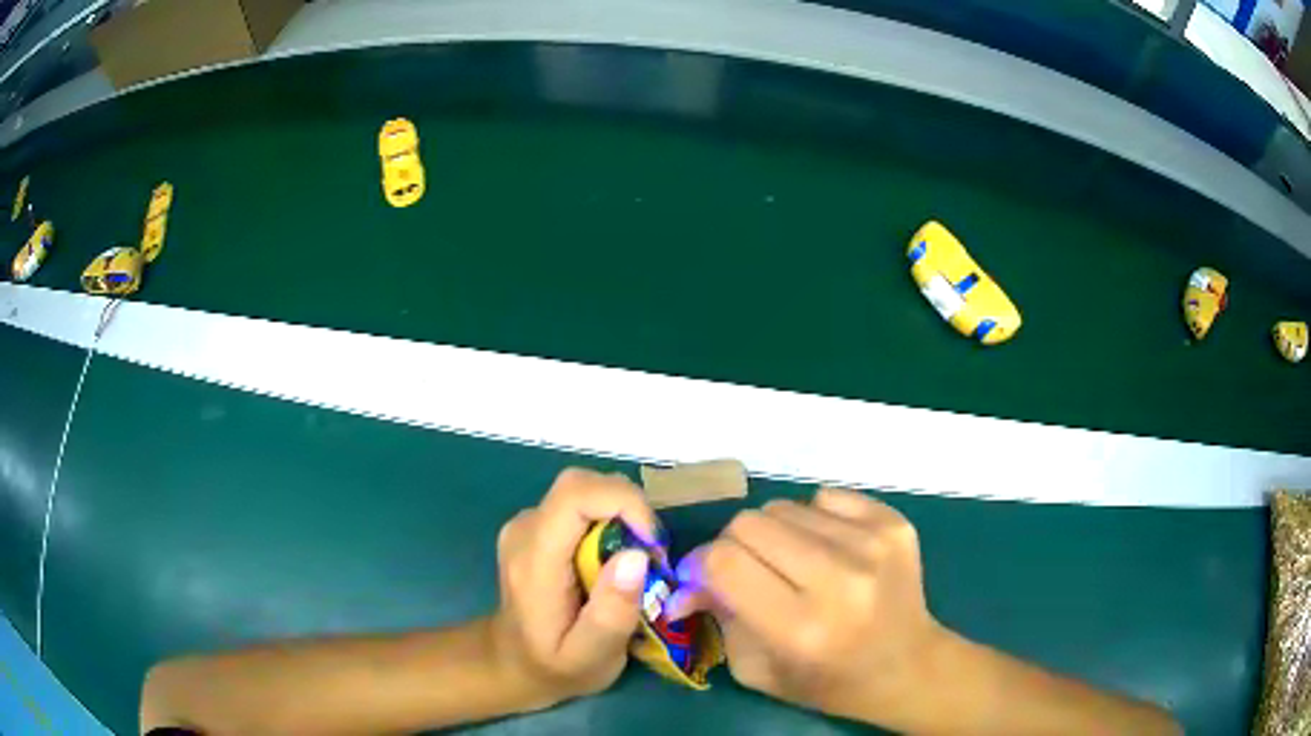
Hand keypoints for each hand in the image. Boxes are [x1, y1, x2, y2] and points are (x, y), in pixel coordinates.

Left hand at [490, 468, 658, 709]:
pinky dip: (609, 522)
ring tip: (636, 564)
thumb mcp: (591, 656)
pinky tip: (615, 561)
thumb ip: (612, 613)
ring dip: (622, 516)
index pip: (575, 495)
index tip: (652, 545)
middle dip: (629, 509)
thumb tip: (637, 555)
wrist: (512, 663)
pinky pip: (581, 505)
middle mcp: (525, 529)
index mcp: (534, 560)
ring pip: (585, 491)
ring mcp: (527, 523)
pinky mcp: (537, 526)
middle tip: (651, 557)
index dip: (624, 502)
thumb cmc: (555, 666)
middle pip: (582, 485)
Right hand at [668, 488, 945, 724]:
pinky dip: (814, 520)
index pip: (723, 562)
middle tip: (748, 572)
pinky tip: (830, 551)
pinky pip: (825, 498)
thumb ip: (717, 616)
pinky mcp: (894, 523)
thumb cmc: (826, 680)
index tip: (702, 578)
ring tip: (794, 565)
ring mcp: (872, 544)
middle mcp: (838, 579)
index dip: (701, 565)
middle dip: (734, 546)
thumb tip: (687, 578)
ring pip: (784, 506)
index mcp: (800, 627)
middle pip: (749, 523)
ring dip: (776, 534)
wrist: (906, 665)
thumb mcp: (756, 668)